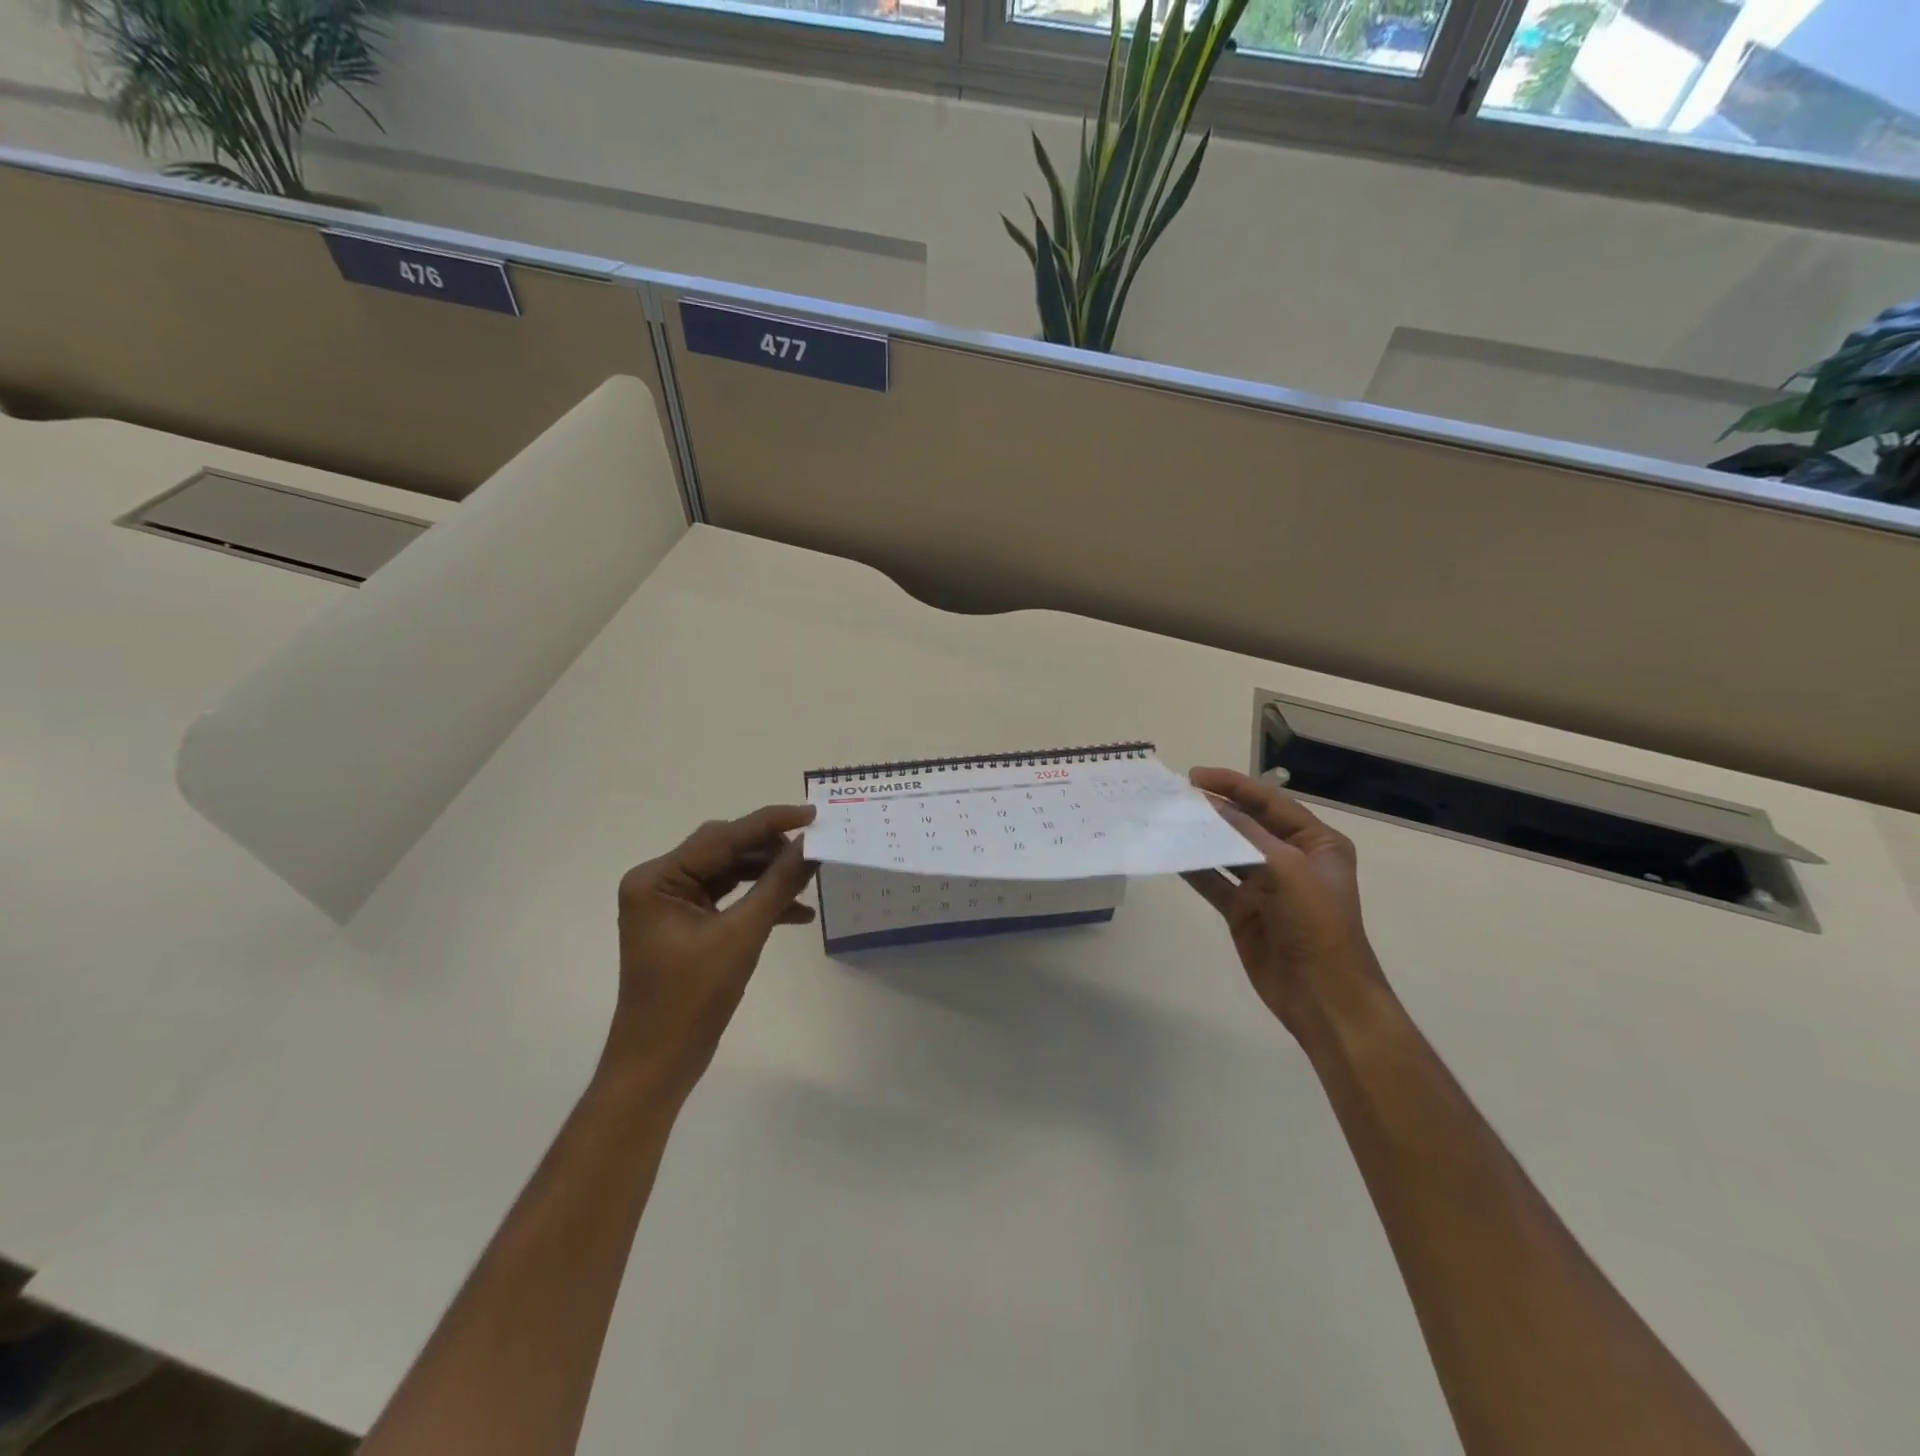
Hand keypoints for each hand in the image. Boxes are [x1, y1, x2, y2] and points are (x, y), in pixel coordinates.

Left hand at [604, 805, 816, 1107]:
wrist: (658, 1064)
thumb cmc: (692, 998)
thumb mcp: (742, 935)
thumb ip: (778, 884)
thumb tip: (811, 846)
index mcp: (657, 879)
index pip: (722, 837)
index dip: (770, 823)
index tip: (813, 814)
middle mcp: (660, 882)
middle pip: (725, 850)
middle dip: (770, 850)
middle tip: (814, 848)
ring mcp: (672, 904)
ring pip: (730, 872)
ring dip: (769, 876)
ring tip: (809, 878)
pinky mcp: (686, 924)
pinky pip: (729, 899)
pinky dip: (760, 902)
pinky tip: (798, 913)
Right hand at [1183, 768, 1392, 1050]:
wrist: (1322, 995)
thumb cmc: (1316, 924)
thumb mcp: (1286, 869)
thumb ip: (1245, 834)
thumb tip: (1208, 804)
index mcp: (1316, 843)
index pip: (1269, 802)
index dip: (1233, 785)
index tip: (1194, 776)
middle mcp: (1290, 859)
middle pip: (1246, 824)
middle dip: (1214, 809)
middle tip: (1174, 796)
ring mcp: (1265, 886)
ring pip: (1226, 851)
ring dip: (1200, 836)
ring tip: (1166, 819)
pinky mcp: (1244, 911)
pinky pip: (1214, 881)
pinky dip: (1194, 867)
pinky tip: (1170, 852)